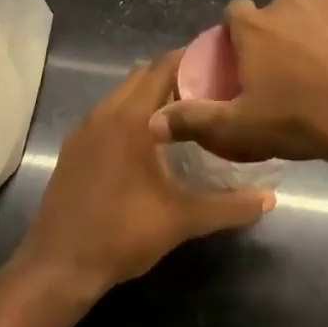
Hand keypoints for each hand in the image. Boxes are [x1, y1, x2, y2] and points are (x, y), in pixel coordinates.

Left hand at [16, 51, 272, 297]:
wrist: (58, 267)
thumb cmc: (121, 234)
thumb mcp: (181, 220)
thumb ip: (228, 206)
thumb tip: (269, 199)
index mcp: (130, 118)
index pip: (163, 67)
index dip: (191, 59)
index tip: (221, 63)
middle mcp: (105, 112)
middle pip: (143, 74)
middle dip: (175, 75)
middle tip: (210, 89)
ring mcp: (85, 129)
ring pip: (123, 93)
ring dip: (151, 94)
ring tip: (186, 112)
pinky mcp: (75, 147)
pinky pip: (108, 112)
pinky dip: (131, 112)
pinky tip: (150, 140)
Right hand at [153, 0, 327, 170]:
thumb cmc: (302, 120)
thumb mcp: (242, 129)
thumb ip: (194, 121)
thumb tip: (152, 122)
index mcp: (255, 27)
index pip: (235, 14)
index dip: (240, 35)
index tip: (249, 60)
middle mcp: (288, 2)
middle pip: (277, 13)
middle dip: (281, 34)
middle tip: (294, 73)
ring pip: (315, 10)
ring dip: (317, 30)